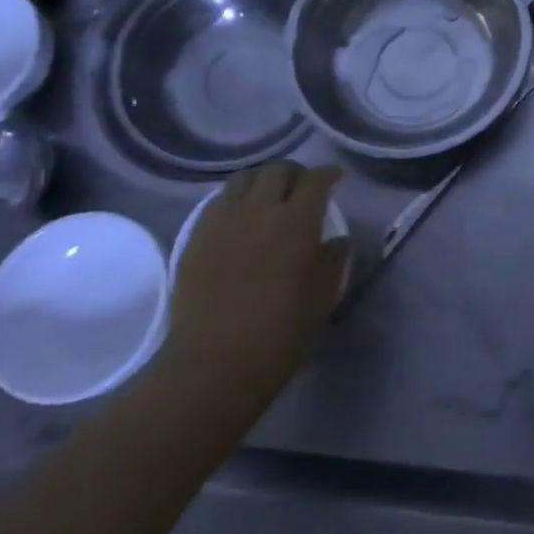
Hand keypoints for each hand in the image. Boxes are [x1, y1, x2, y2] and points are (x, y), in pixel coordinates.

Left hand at [159, 162, 347, 428]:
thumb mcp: (322, 297)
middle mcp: (260, 209)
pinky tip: (240, 218)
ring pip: (244, 179)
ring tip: (268, 196)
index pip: (316, 179)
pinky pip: (218, 202)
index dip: (329, 174)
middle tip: (302, 188)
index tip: (336, 178)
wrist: (214, 363)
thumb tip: (337, 240)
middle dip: (295, 173)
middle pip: (277, 170)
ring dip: (262, 181)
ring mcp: (223, 220)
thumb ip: (333, 260)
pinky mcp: (196, 236)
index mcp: (297, 221)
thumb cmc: (280, 333)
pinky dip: (235, 200)